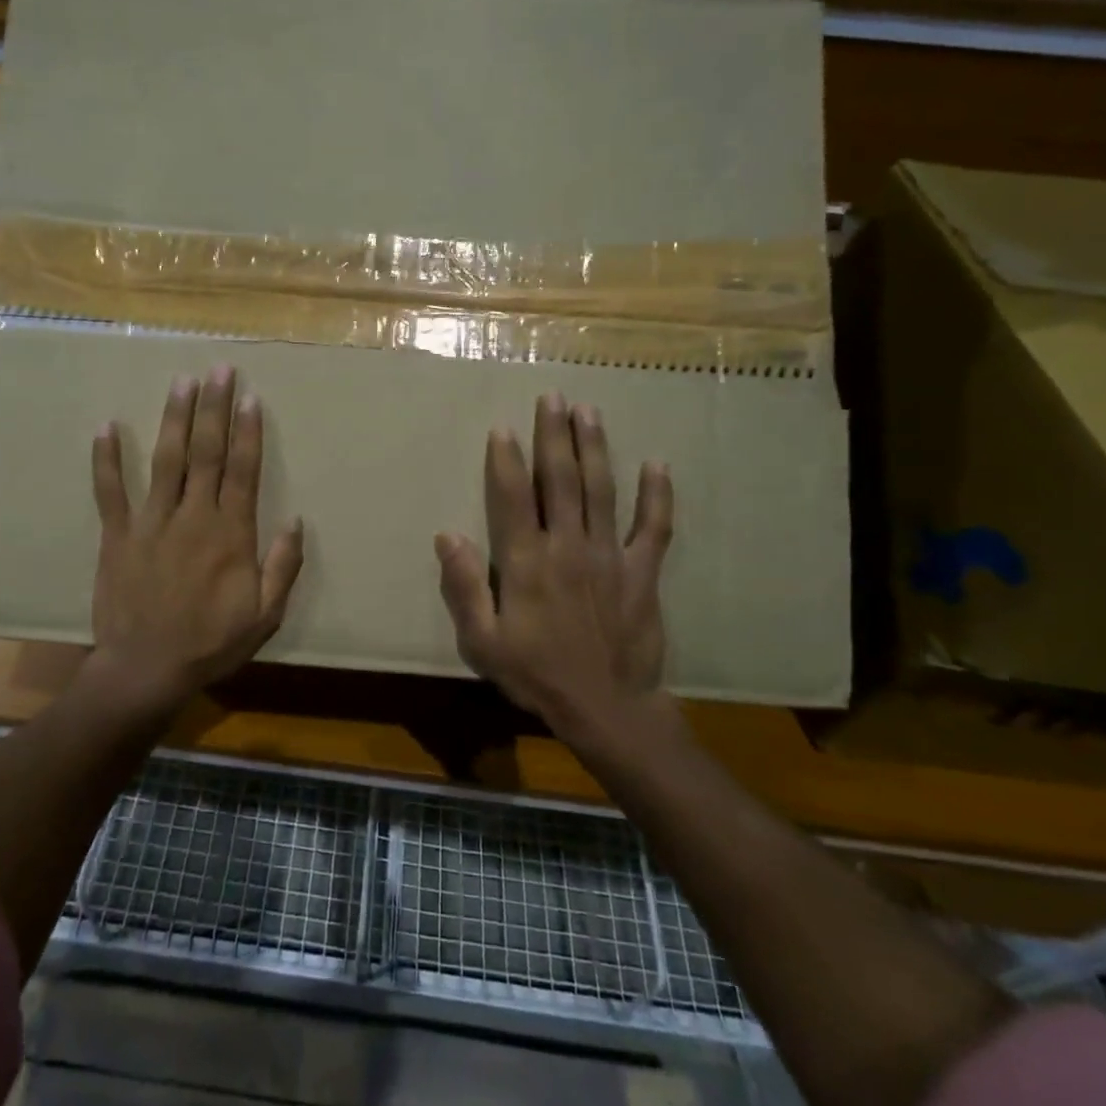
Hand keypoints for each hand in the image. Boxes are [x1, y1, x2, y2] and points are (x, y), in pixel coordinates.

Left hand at [88, 365, 303, 718]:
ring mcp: (151, 522)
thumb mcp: (265, 615)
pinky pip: (110, 491)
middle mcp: (193, 516)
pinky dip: (106, 459)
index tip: (251, 397)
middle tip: (219, 370)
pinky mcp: (117, 535)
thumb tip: (296, 520)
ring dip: (174, 418)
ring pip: (166, 460)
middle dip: (214, 408)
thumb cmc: (210, 643)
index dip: (248, 431)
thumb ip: (282, 566)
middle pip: (207, 452)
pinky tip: (106, 427)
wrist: (146, 669)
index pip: (243, 470)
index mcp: (230, 533)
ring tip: (181, 382)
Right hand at [435, 392, 674, 738]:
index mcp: (527, 562)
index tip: (502, 427)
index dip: (505, 460)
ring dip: (594, 448)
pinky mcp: (642, 572)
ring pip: (601, 490)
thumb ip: (464, 587)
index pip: (513, 497)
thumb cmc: (536, 675)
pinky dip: (657, 496)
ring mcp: (609, 556)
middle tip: (553, 397)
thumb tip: (447, 535)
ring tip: (589, 411)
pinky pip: (653, 528)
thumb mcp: (483, 641)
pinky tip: (658, 465)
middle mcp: (568, 547)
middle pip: (560, 480)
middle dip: (554, 435)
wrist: (607, 709)